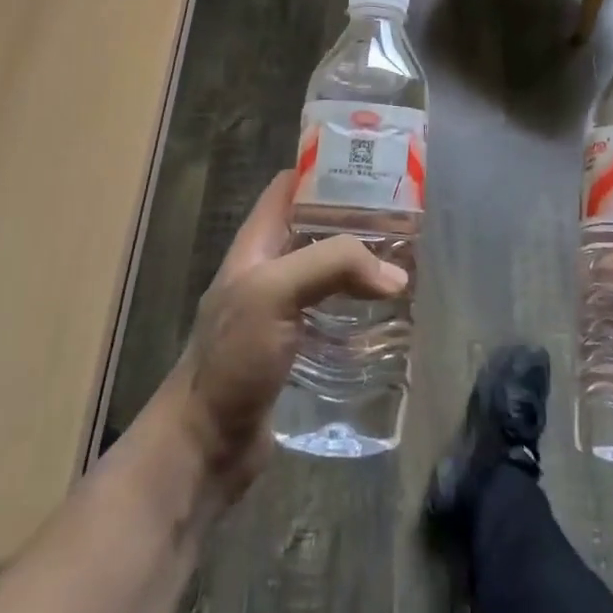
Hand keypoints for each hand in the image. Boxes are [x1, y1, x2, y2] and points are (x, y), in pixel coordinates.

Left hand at [158, 172, 406, 502]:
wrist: (205, 445)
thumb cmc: (232, 357)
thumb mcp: (274, 292)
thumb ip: (333, 266)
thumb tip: (396, 275)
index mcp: (255, 244)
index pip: (289, 187)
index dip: (324, 170)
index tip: (371, 167)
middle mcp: (268, 270)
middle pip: (316, 228)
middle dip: (356, 220)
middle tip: (404, 219)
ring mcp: (281, 310)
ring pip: (329, 271)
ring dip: (363, 265)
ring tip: (407, 262)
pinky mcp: (297, 347)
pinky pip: (334, 313)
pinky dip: (361, 307)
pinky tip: (390, 314)